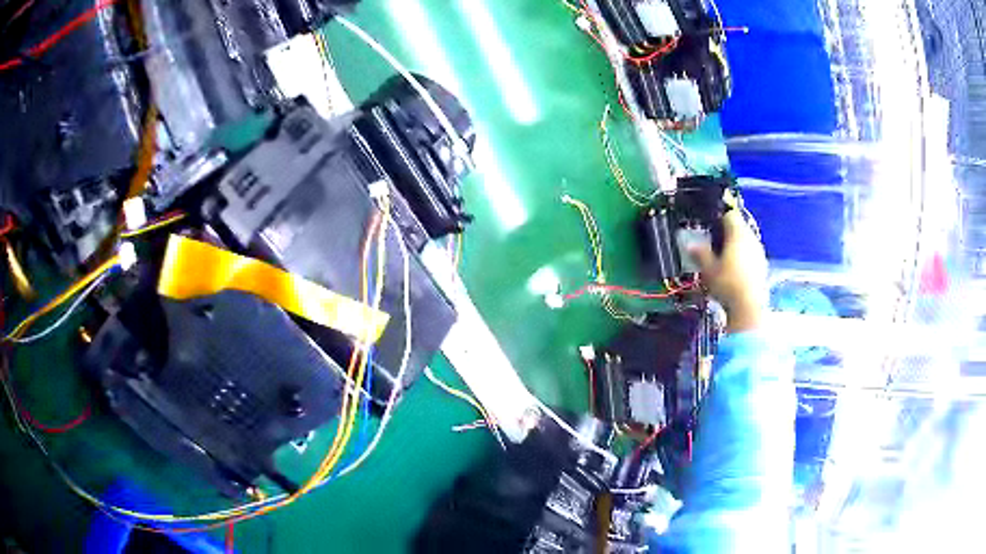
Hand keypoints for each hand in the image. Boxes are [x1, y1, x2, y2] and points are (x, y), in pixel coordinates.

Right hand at [689, 202, 767, 332]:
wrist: (749, 307)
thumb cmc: (727, 284)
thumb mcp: (708, 269)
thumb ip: (700, 254)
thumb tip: (691, 245)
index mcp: (738, 233)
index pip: (729, 214)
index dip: (719, 216)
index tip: (710, 224)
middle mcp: (751, 238)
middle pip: (739, 227)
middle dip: (727, 232)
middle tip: (714, 242)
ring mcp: (759, 252)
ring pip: (746, 241)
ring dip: (736, 245)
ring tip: (723, 258)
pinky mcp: (763, 266)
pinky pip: (751, 254)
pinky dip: (743, 257)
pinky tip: (734, 271)